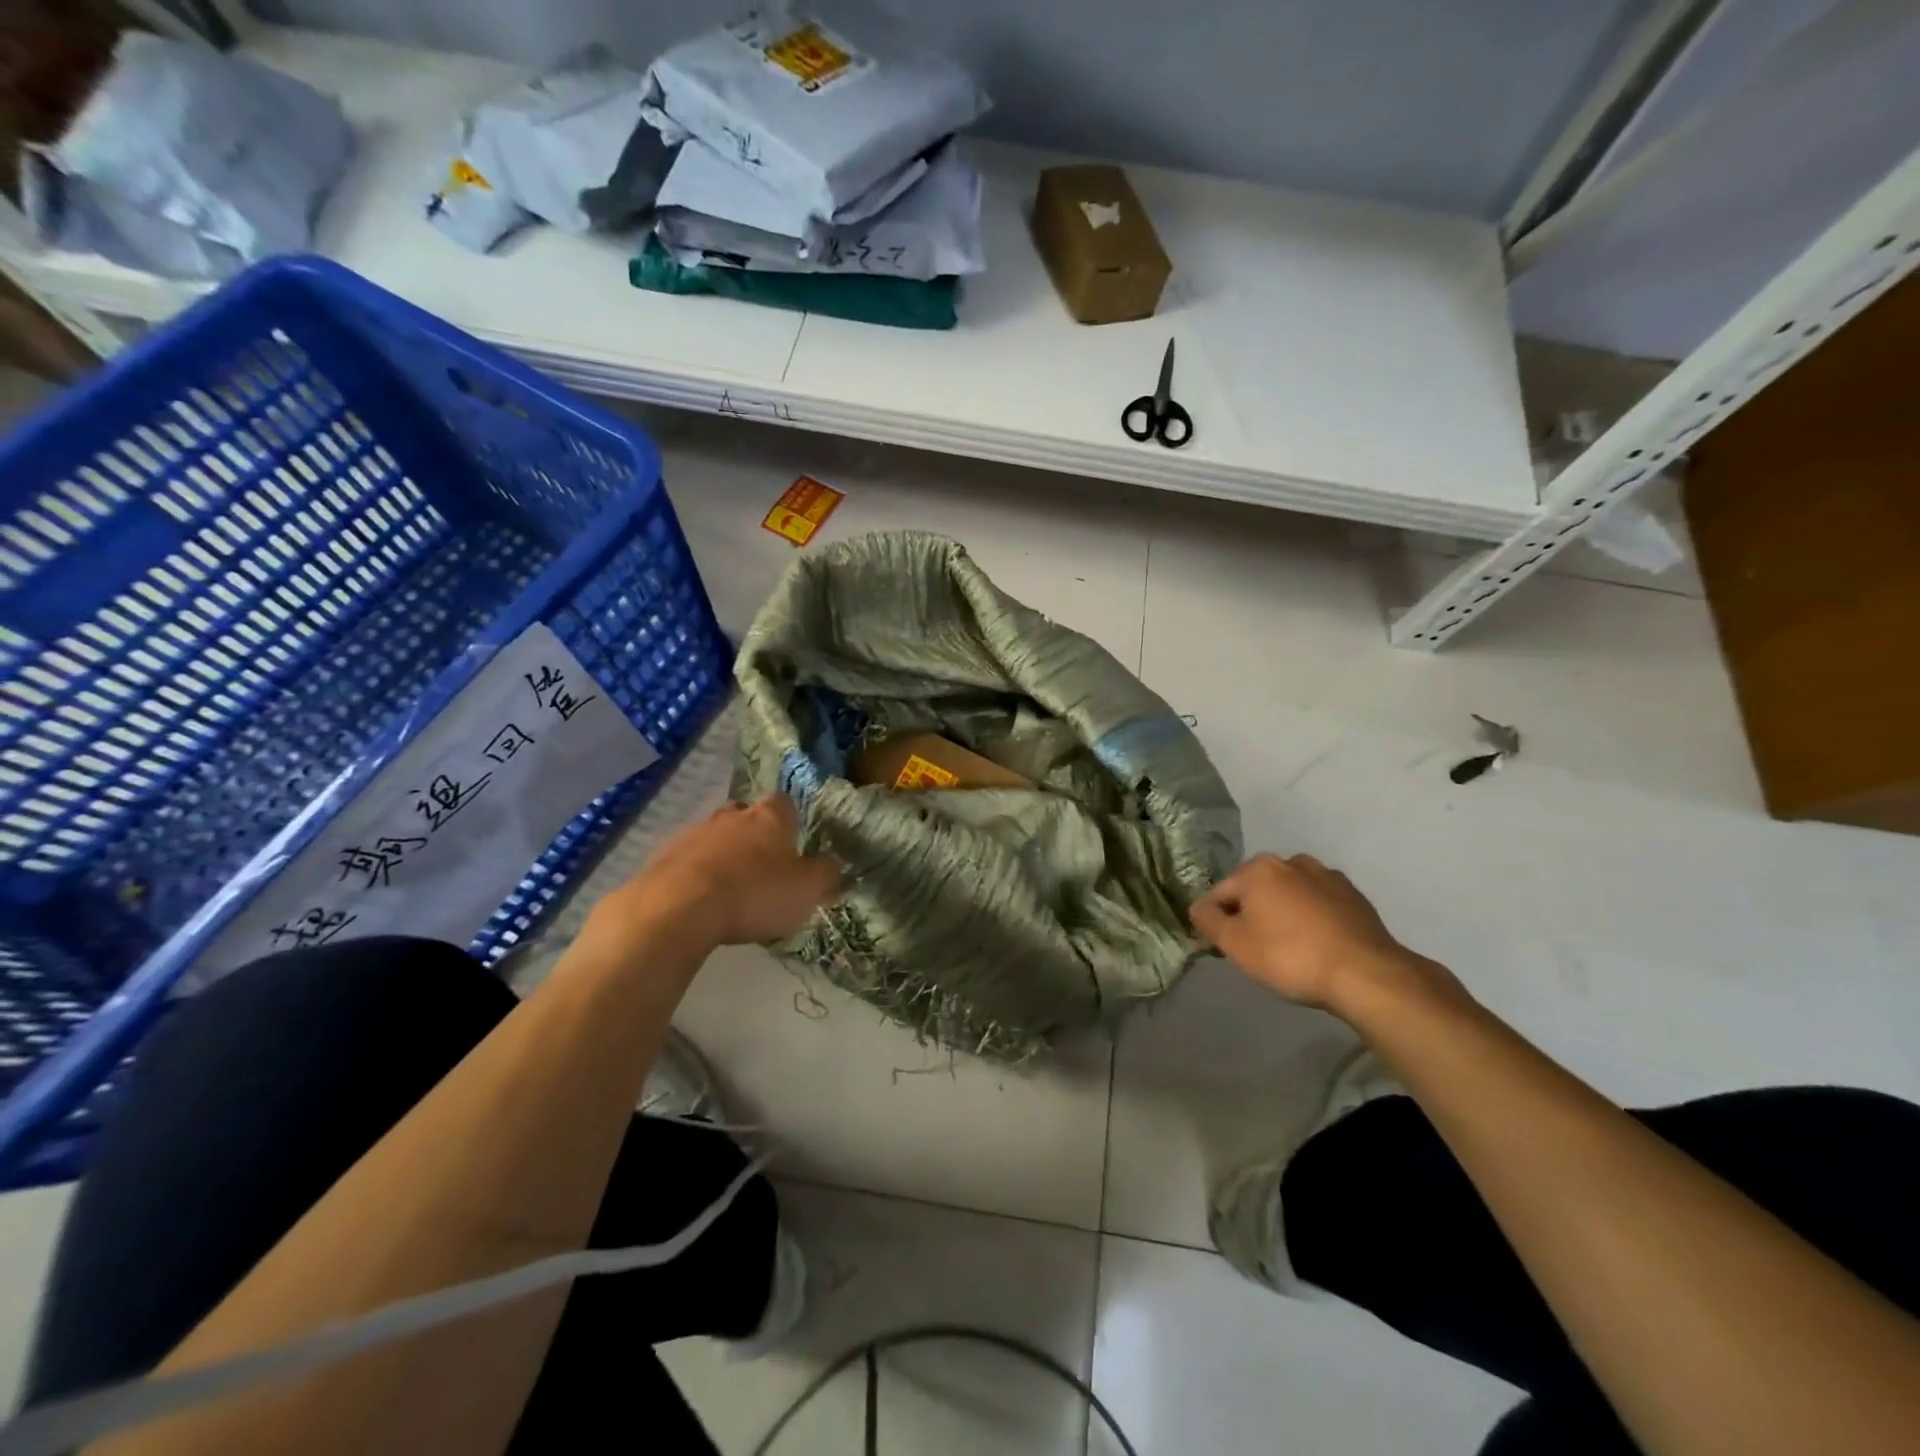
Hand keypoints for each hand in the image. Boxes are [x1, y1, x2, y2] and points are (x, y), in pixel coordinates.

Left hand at [605, 795, 840, 947]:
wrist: (677, 908)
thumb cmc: (754, 893)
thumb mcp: (807, 890)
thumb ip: (826, 876)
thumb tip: (833, 867)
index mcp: (770, 817)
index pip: (784, 804)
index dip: (790, 822)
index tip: (793, 844)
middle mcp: (731, 815)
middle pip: (746, 816)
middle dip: (753, 836)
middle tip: (762, 867)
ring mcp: (693, 833)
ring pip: (714, 837)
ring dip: (722, 856)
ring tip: (730, 891)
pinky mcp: (662, 857)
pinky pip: (686, 862)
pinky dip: (695, 876)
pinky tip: (700, 903)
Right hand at [1191, 853, 1439, 1011]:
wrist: (1365, 974)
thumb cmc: (1289, 956)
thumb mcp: (1234, 944)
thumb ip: (1207, 921)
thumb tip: (1198, 908)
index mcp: (1258, 868)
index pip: (1220, 894)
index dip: (1217, 922)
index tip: (1226, 949)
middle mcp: (1291, 861)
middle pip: (1255, 890)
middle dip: (1251, 915)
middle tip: (1257, 951)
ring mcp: (1326, 876)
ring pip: (1288, 895)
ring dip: (1282, 914)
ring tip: (1290, 950)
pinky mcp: (1354, 896)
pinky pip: (1318, 904)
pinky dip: (1311, 919)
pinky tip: (1317, 946)